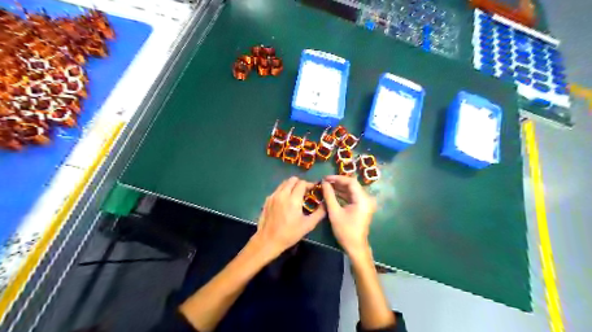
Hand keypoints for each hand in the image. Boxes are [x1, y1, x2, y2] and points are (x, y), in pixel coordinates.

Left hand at [254, 176, 325, 258]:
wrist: (268, 240)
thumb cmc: (289, 234)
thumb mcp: (308, 225)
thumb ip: (319, 213)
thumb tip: (325, 204)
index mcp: (293, 199)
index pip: (302, 183)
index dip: (309, 184)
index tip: (314, 190)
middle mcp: (282, 194)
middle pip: (292, 180)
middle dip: (300, 183)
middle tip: (305, 192)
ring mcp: (273, 196)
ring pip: (284, 183)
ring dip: (292, 186)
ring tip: (296, 196)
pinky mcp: (267, 200)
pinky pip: (278, 190)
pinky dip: (284, 191)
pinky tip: (286, 202)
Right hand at [322, 174, 375, 254]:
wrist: (355, 247)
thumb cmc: (345, 231)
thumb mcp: (334, 212)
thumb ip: (329, 196)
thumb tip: (324, 183)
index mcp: (362, 199)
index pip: (351, 182)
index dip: (337, 178)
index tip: (325, 178)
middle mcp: (366, 198)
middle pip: (352, 185)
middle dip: (338, 182)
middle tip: (325, 182)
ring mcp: (365, 203)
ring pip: (352, 190)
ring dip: (340, 188)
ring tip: (327, 186)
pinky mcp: (362, 207)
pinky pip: (352, 196)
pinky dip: (343, 194)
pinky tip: (333, 193)